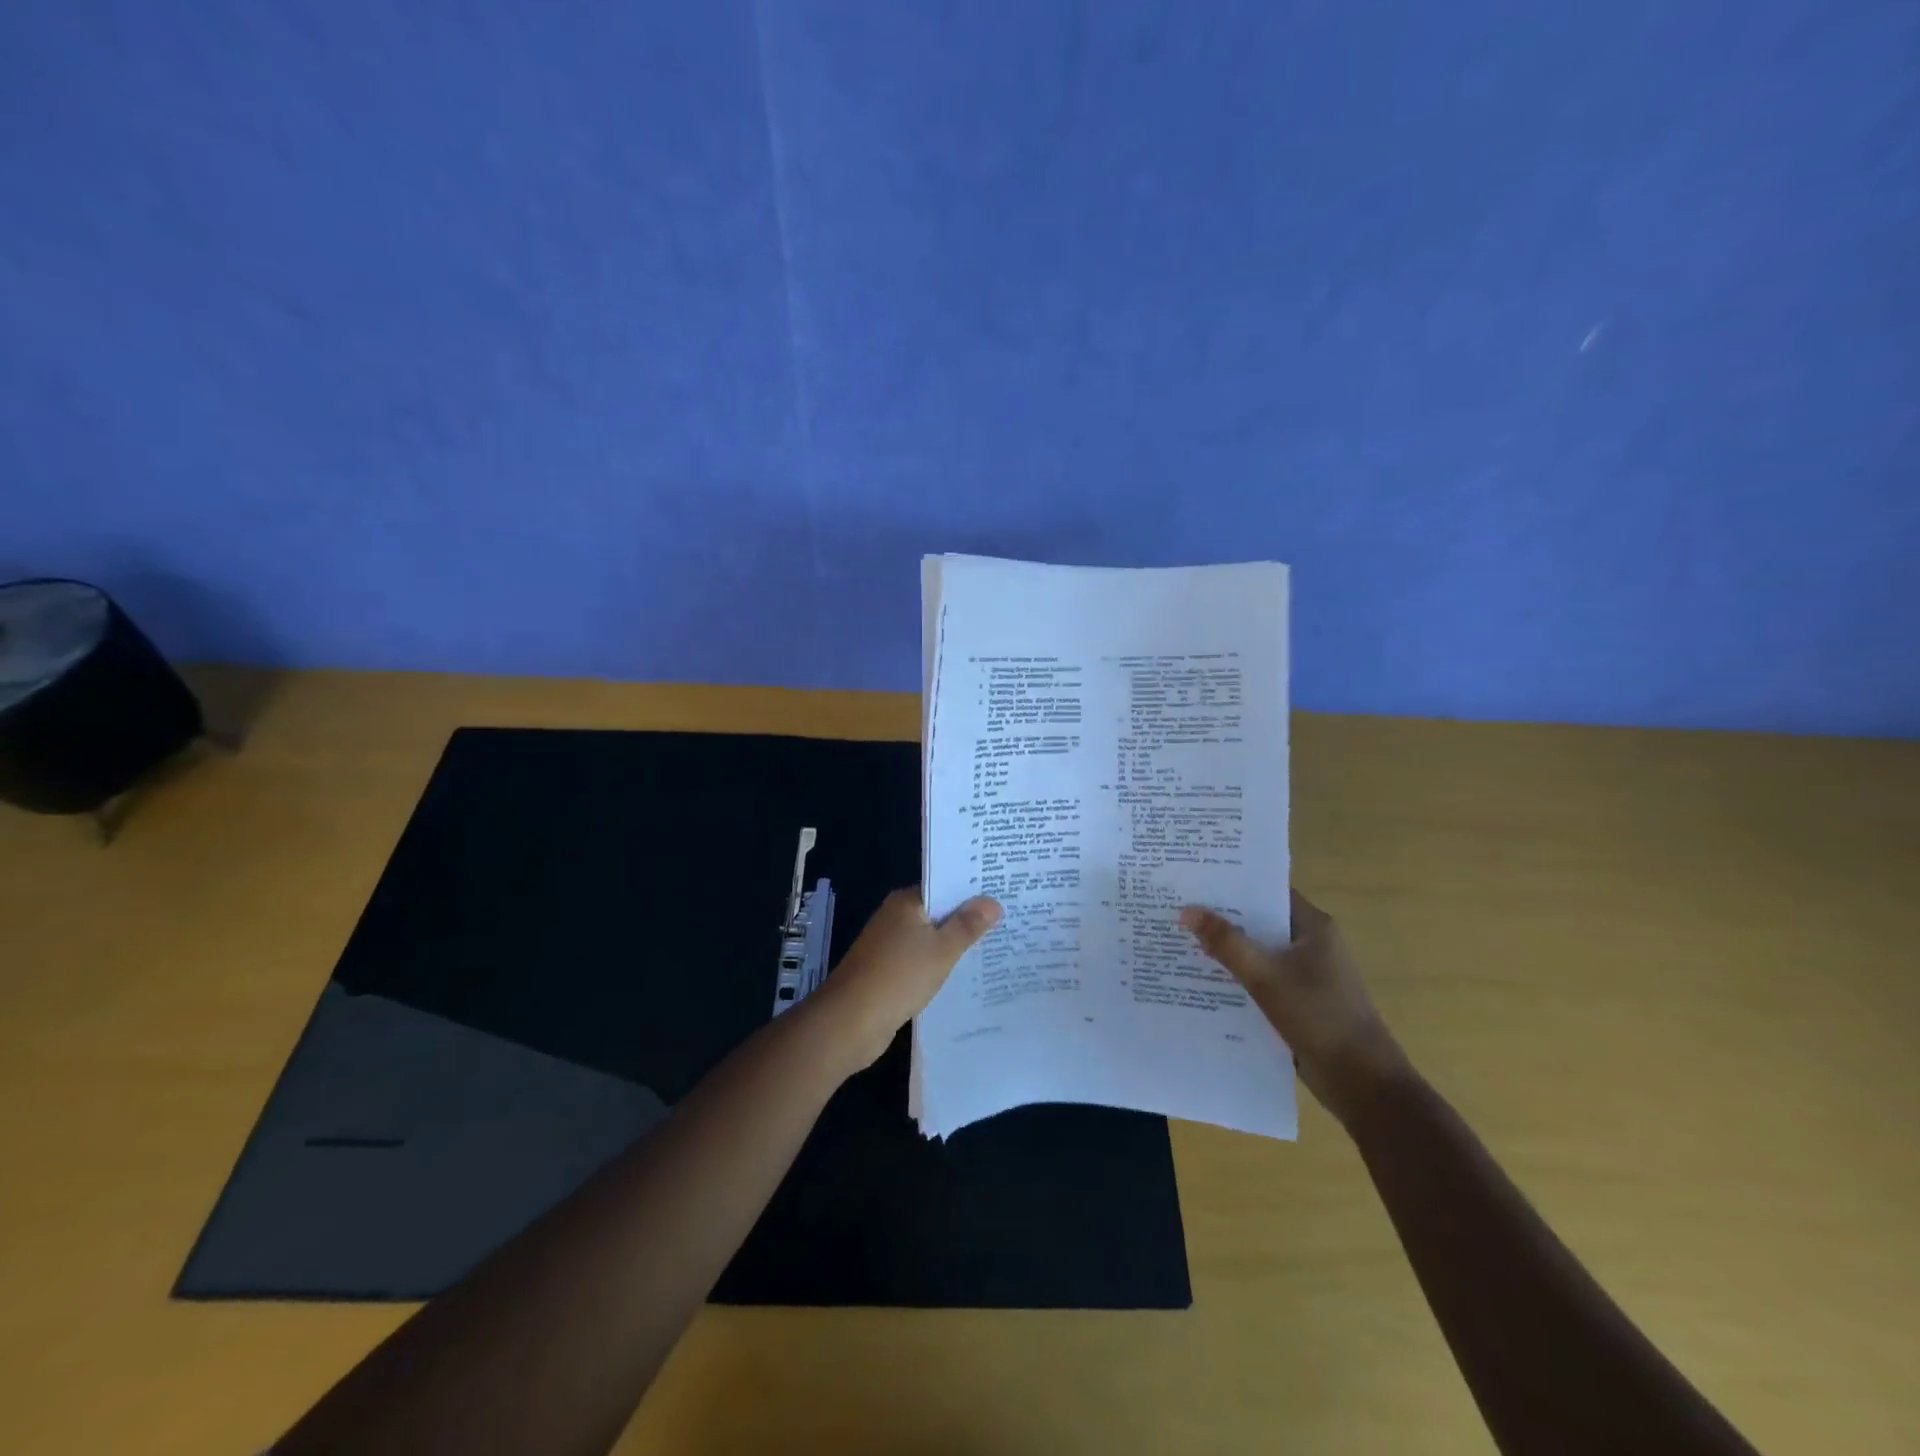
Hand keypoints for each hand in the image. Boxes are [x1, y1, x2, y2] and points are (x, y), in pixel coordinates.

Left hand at [815, 888, 1001, 1070]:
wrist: (850, 1022)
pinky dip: (940, 962)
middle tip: (1008, 918)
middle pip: (938, 910)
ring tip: (995, 943)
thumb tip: (993, 901)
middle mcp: (896, 916)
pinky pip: (921, 958)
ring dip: (955, 942)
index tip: (1003, 891)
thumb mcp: (942, 950)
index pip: (944, 884)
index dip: (972, 888)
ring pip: (931, 936)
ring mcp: (889, 944)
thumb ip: (968, 925)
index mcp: (907, 902)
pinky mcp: (888, 970)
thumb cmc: (899, 977)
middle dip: (968, 916)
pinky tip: (964, 972)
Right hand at [1180, 890, 1406, 1124]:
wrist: (1362, 1083)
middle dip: (1223, 917)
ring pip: (1260, 951)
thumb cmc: (1319, 1017)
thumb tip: (1186, 910)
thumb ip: (1226, 942)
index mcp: (1314, 927)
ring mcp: (1308, 974)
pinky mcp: (1300, 1000)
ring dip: (1228, 949)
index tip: (1195, 879)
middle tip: (1179, 908)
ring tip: (1182, 939)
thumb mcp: (1265, 976)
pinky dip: (1239, 975)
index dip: (1233, 884)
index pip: (1268, 892)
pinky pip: (1263, 977)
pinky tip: (1205, 979)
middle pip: (1261, 921)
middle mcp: (1312, 944)